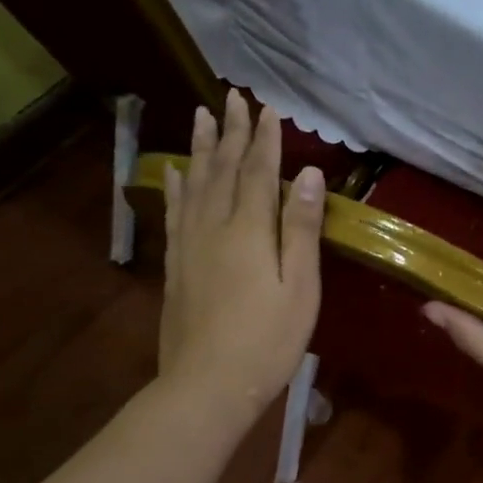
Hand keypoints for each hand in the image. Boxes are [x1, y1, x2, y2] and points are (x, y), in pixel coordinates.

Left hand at [157, 90, 325, 420]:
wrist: (207, 385)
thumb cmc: (268, 342)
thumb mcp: (300, 289)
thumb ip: (302, 230)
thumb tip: (308, 175)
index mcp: (250, 231)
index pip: (259, 173)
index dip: (265, 140)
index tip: (268, 109)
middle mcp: (214, 227)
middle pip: (223, 170)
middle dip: (231, 133)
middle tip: (234, 98)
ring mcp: (189, 246)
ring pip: (194, 184)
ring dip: (200, 149)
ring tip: (201, 116)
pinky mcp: (175, 266)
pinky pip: (174, 213)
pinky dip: (175, 187)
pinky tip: (174, 173)